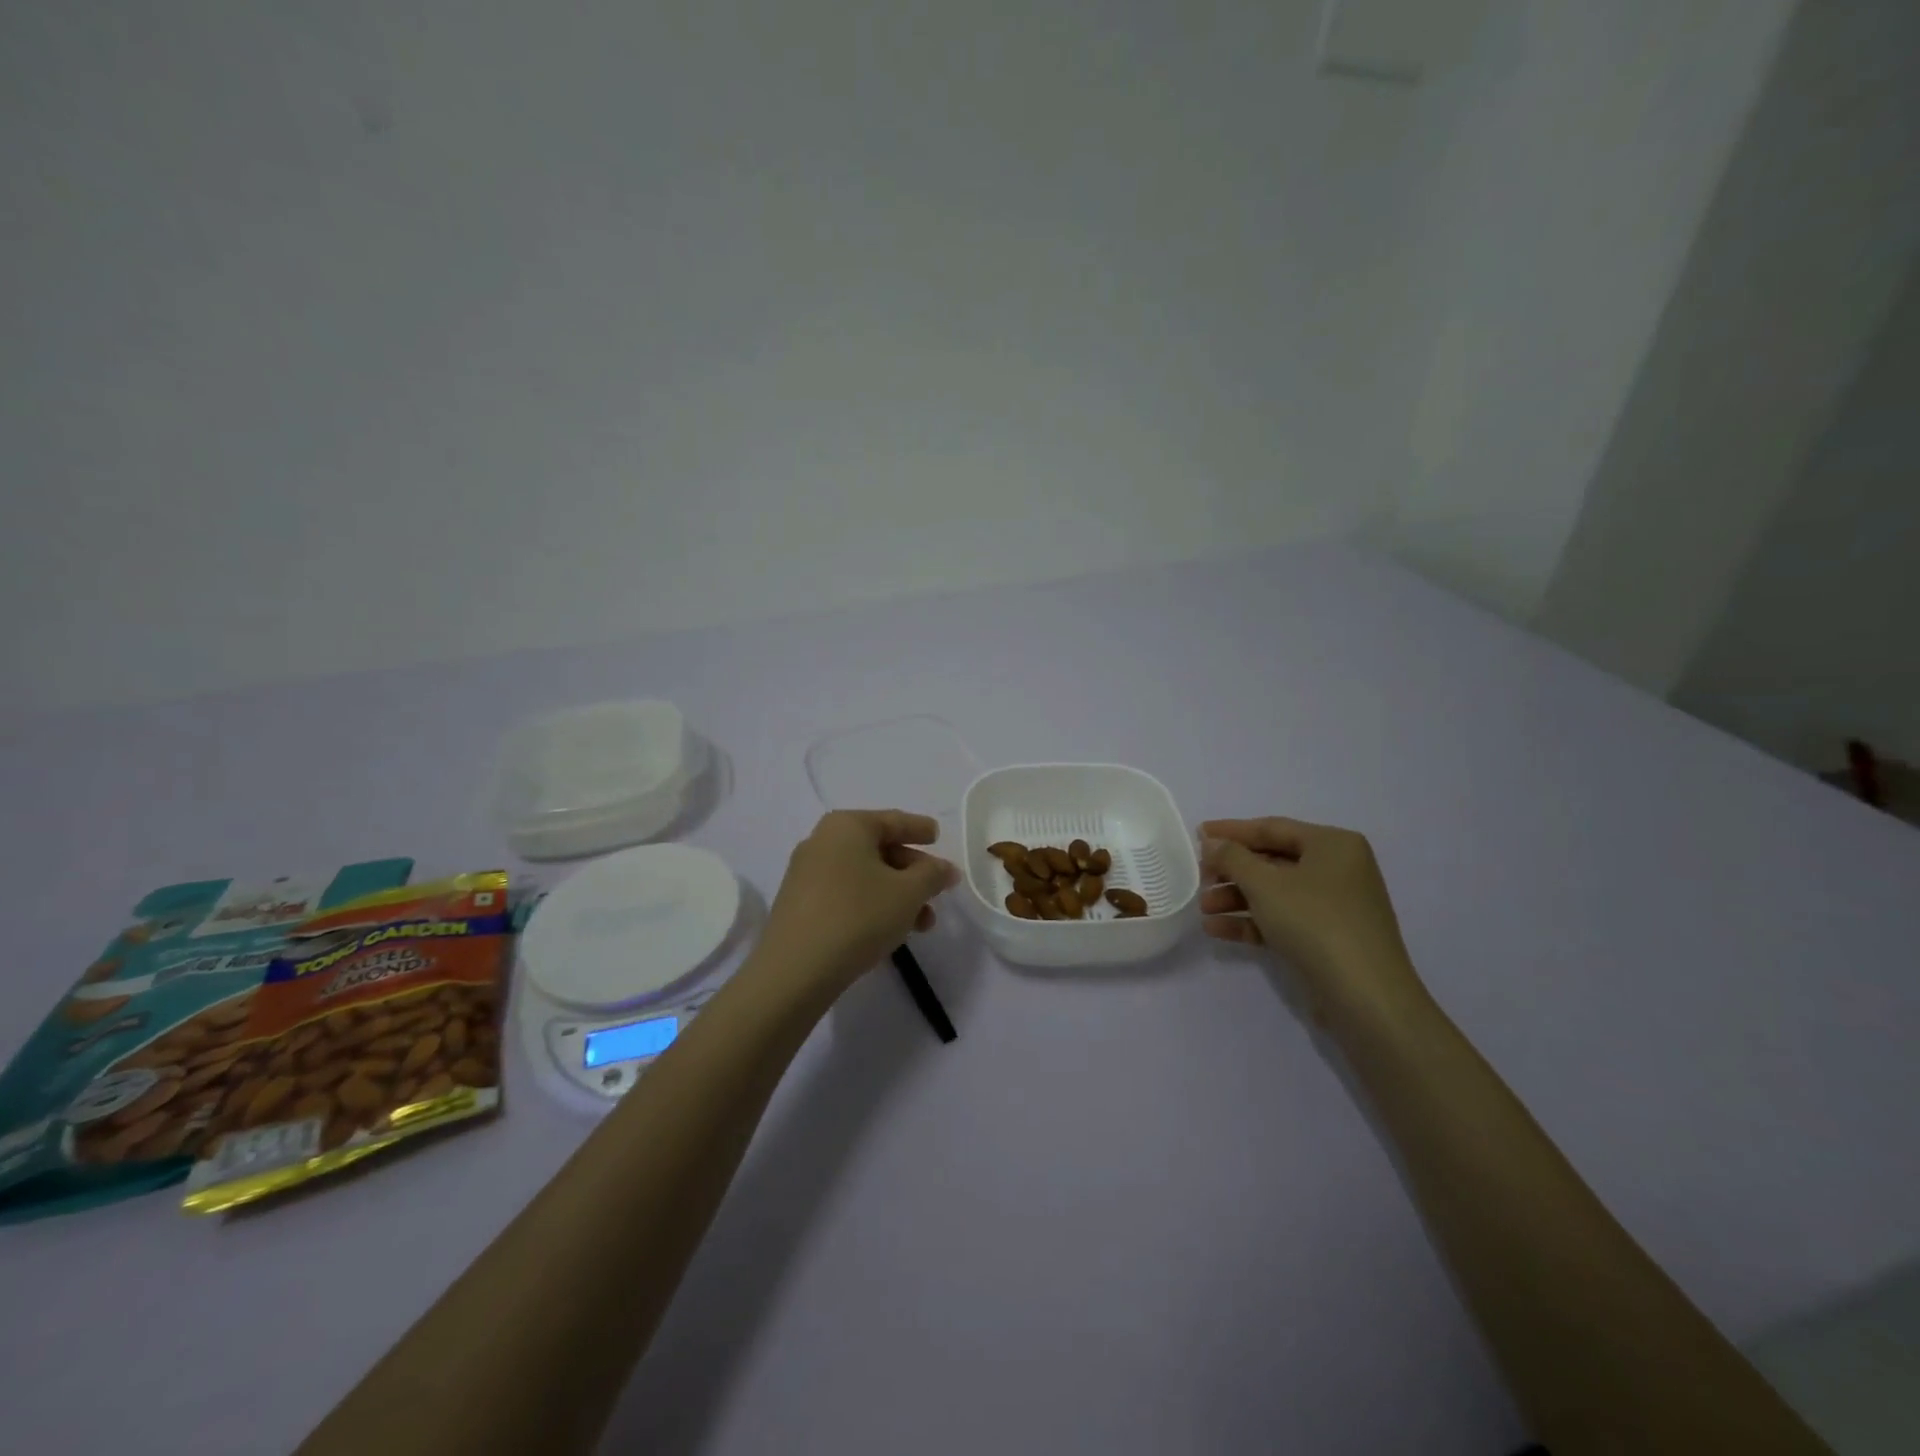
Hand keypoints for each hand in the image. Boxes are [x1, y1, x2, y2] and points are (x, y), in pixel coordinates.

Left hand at [754, 810, 959, 1000]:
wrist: (795, 970)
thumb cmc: (858, 916)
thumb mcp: (908, 893)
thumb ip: (932, 875)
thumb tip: (945, 868)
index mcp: (847, 826)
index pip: (893, 820)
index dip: (919, 829)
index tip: (938, 836)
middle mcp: (823, 841)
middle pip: (879, 849)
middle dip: (913, 872)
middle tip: (938, 891)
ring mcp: (807, 873)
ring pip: (864, 876)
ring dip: (897, 895)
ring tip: (923, 924)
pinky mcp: (800, 904)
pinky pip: (846, 894)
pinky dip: (872, 904)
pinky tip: (891, 930)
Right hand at [1199, 817, 1428, 1027]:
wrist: (1365, 997)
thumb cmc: (1315, 923)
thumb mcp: (1265, 884)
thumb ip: (1232, 858)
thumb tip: (1211, 842)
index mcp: (1333, 845)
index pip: (1272, 828)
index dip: (1232, 831)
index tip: (1197, 834)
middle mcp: (1338, 869)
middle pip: (1272, 861)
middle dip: (1232, 871)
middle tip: (1199, 878)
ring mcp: (1334, 906)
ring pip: (1275, 893)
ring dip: (1236, 898)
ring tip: (1204, 910)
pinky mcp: (1328, 939)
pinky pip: (1283, 919)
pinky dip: (1252, 921)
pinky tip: (1218, 930)